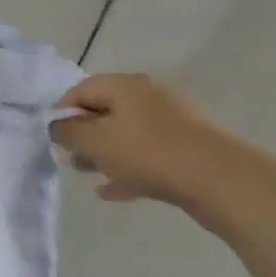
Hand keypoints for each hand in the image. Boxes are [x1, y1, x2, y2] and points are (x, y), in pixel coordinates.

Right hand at [50, 74, 235, 207]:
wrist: (221, 180)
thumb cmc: (148, 153)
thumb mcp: (95, 142)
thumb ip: (68, 132)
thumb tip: (57, 126)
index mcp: (126, 86)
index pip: (81, 90)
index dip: (62, 113)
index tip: (53, 139)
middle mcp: (149, 96)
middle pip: (106, 111)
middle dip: (84, 135)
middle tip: (70, 158)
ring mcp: (173, 122)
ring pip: (128, 134)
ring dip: (105, 153)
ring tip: (89, 174)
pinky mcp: (189, 147)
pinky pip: (149, 153)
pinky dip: (129, 167)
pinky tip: (113, 190)